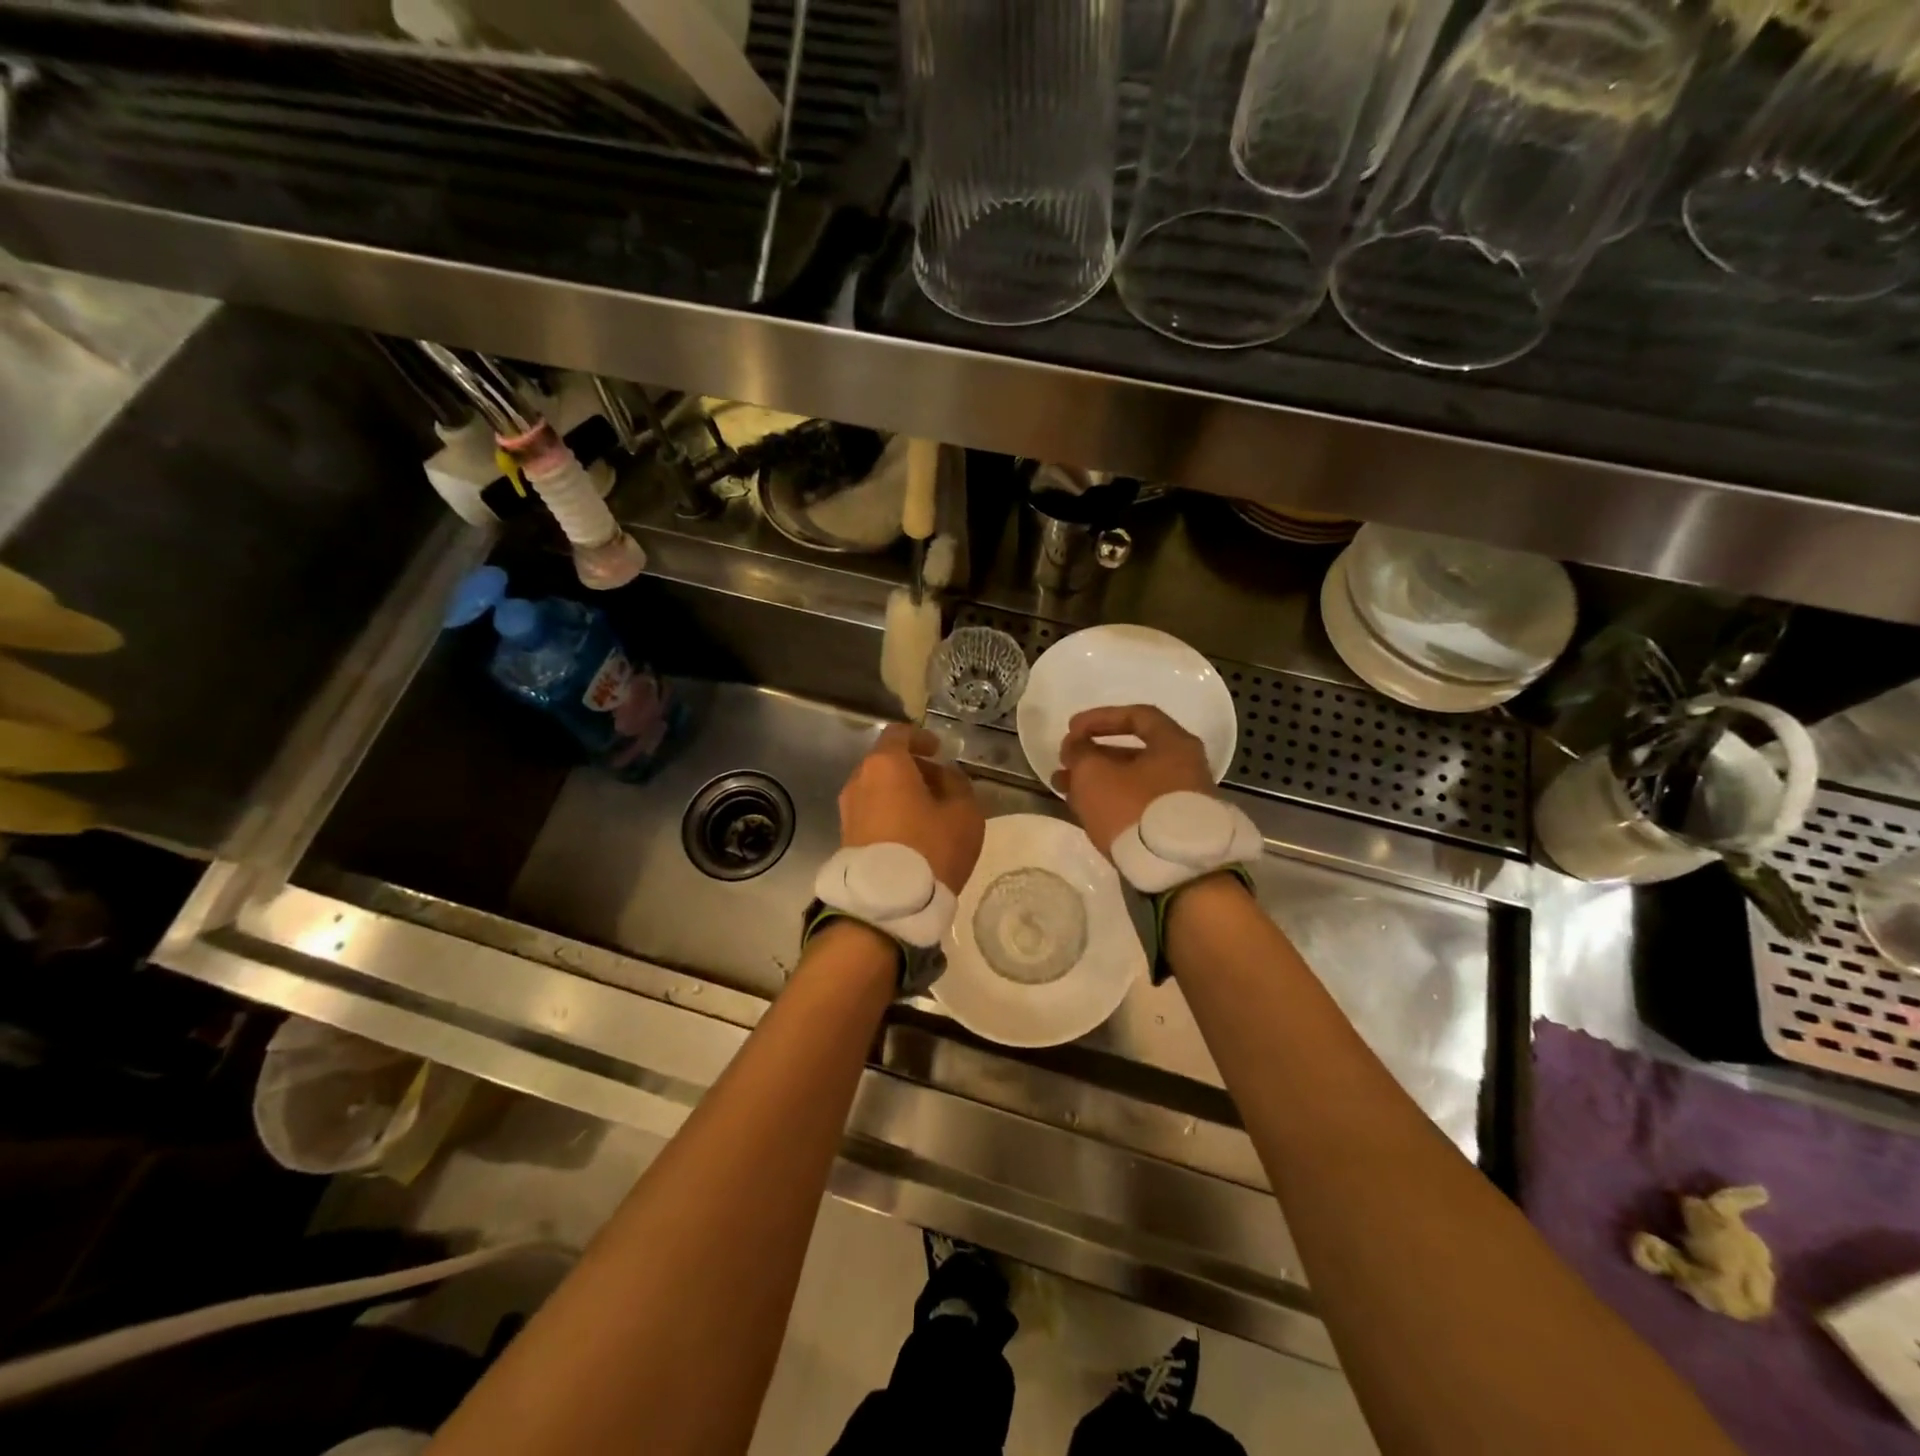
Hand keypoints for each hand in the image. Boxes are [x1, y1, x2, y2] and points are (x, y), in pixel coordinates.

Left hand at [839, 724, 984, 892]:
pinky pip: (871, 813)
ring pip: (877, 789)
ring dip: (901, 794)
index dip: (920, 738)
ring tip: (929, 814)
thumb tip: (946, 776)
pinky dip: (890, 813)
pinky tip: (912, 834)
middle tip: (941, 786)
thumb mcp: (964, 813)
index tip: (937, 750)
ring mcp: (848, 810)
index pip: (899, 734)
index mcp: (885, 765)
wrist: (887, 904)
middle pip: (886, 763)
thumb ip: (958, 785)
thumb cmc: (930, 848)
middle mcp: (859, 780)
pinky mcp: (845, 837)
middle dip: (914, 770)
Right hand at [1052, 705, 1215, 854]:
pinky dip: (1112, 801)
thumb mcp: (1094, 774)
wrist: (1178, 871)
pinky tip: (1087, 811)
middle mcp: (1185, 766)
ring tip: (1063, 789)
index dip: (1099, 718)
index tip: (1071, 730)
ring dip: (1097, 781)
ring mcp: (1182, 799)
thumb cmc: (1135, 809)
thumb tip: (1076, 747)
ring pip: (1132, 781)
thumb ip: (1080, 753)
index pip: (1136, 715)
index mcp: (1174, 743)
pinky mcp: (1175, 827)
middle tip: (1064, 763)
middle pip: (1133, 752)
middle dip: (1093, 755)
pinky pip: (1138, 804)